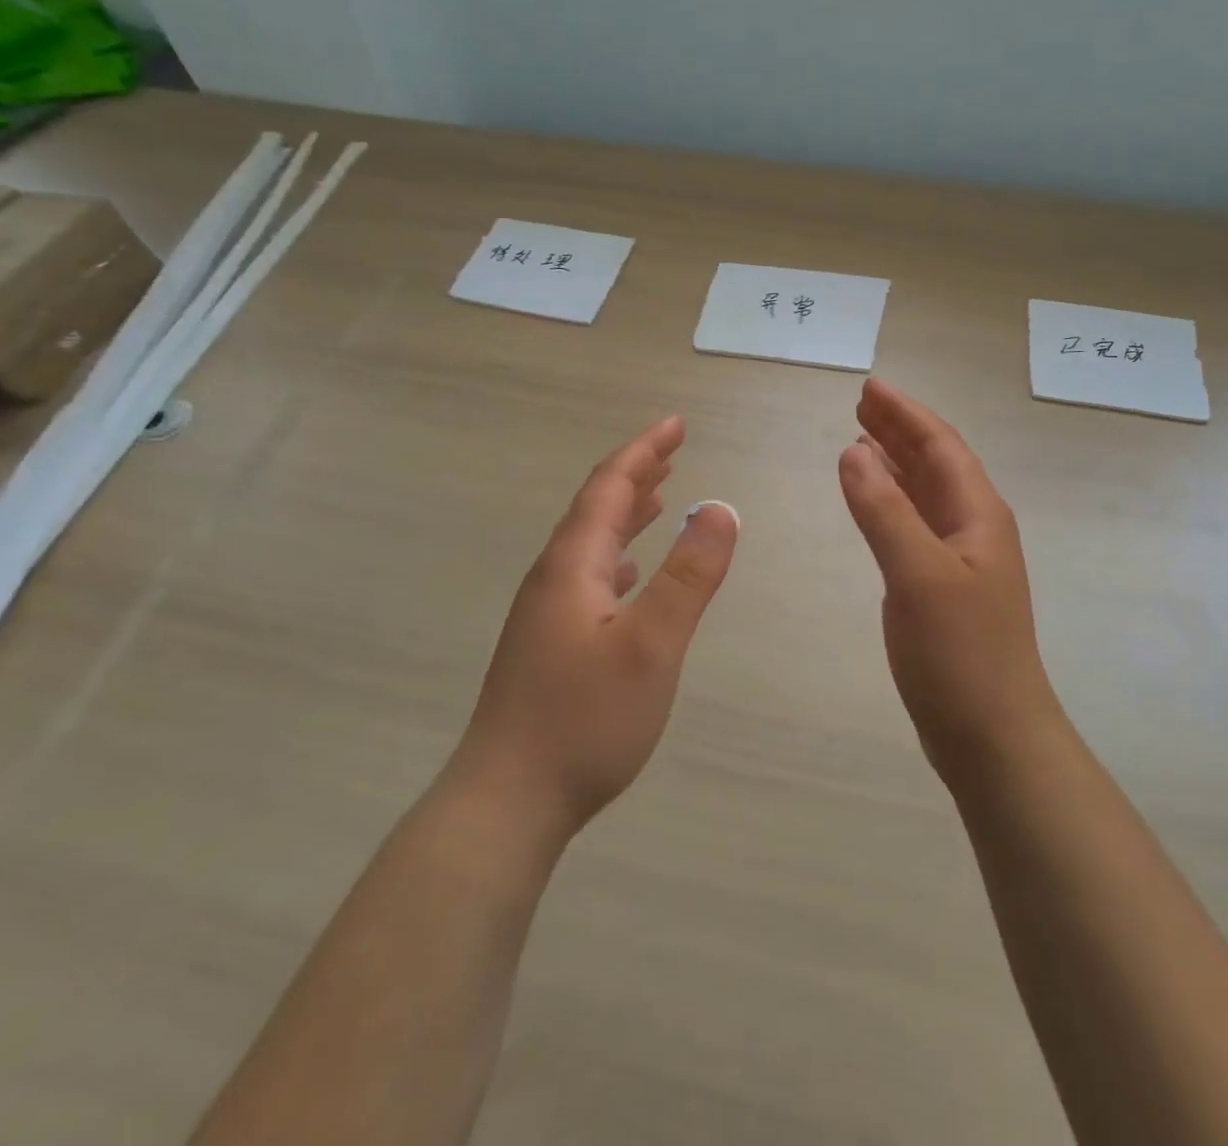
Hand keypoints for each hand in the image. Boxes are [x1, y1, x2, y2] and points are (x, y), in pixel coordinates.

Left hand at [451, 416, 738, 838]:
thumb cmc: (583, 720)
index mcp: (573, 566)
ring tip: (659, 497)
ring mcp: (546, 615)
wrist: (506, 802)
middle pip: (596, 509)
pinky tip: (628, 573)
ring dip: (626, 514)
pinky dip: (616, 557)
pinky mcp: (549, 646)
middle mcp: (553, 579)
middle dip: (636, 474)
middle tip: (674, 450)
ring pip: (591, 544)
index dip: (644, 451)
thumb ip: (689, 576)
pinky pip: (588, 577)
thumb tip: (721, 508)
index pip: (609, 488)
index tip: (677, 424)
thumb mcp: (651, 644)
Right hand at [838, 379, 1065, 780]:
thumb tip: (853, 451)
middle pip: (935, 463)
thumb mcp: (918, 575)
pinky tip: (874, 503)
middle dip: (899, 430)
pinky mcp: (942, 588)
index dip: (905, 414)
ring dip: (895, 463)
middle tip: (860, 403)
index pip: (941, 446)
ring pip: (925, 493)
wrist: (993, 736)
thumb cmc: (961, 653)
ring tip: (860, 439)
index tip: (870, 387)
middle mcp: (973, 529)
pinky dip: (891, 503)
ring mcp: (960, 560)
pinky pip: (915, 525)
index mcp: (978, 515)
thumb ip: (885, 511)